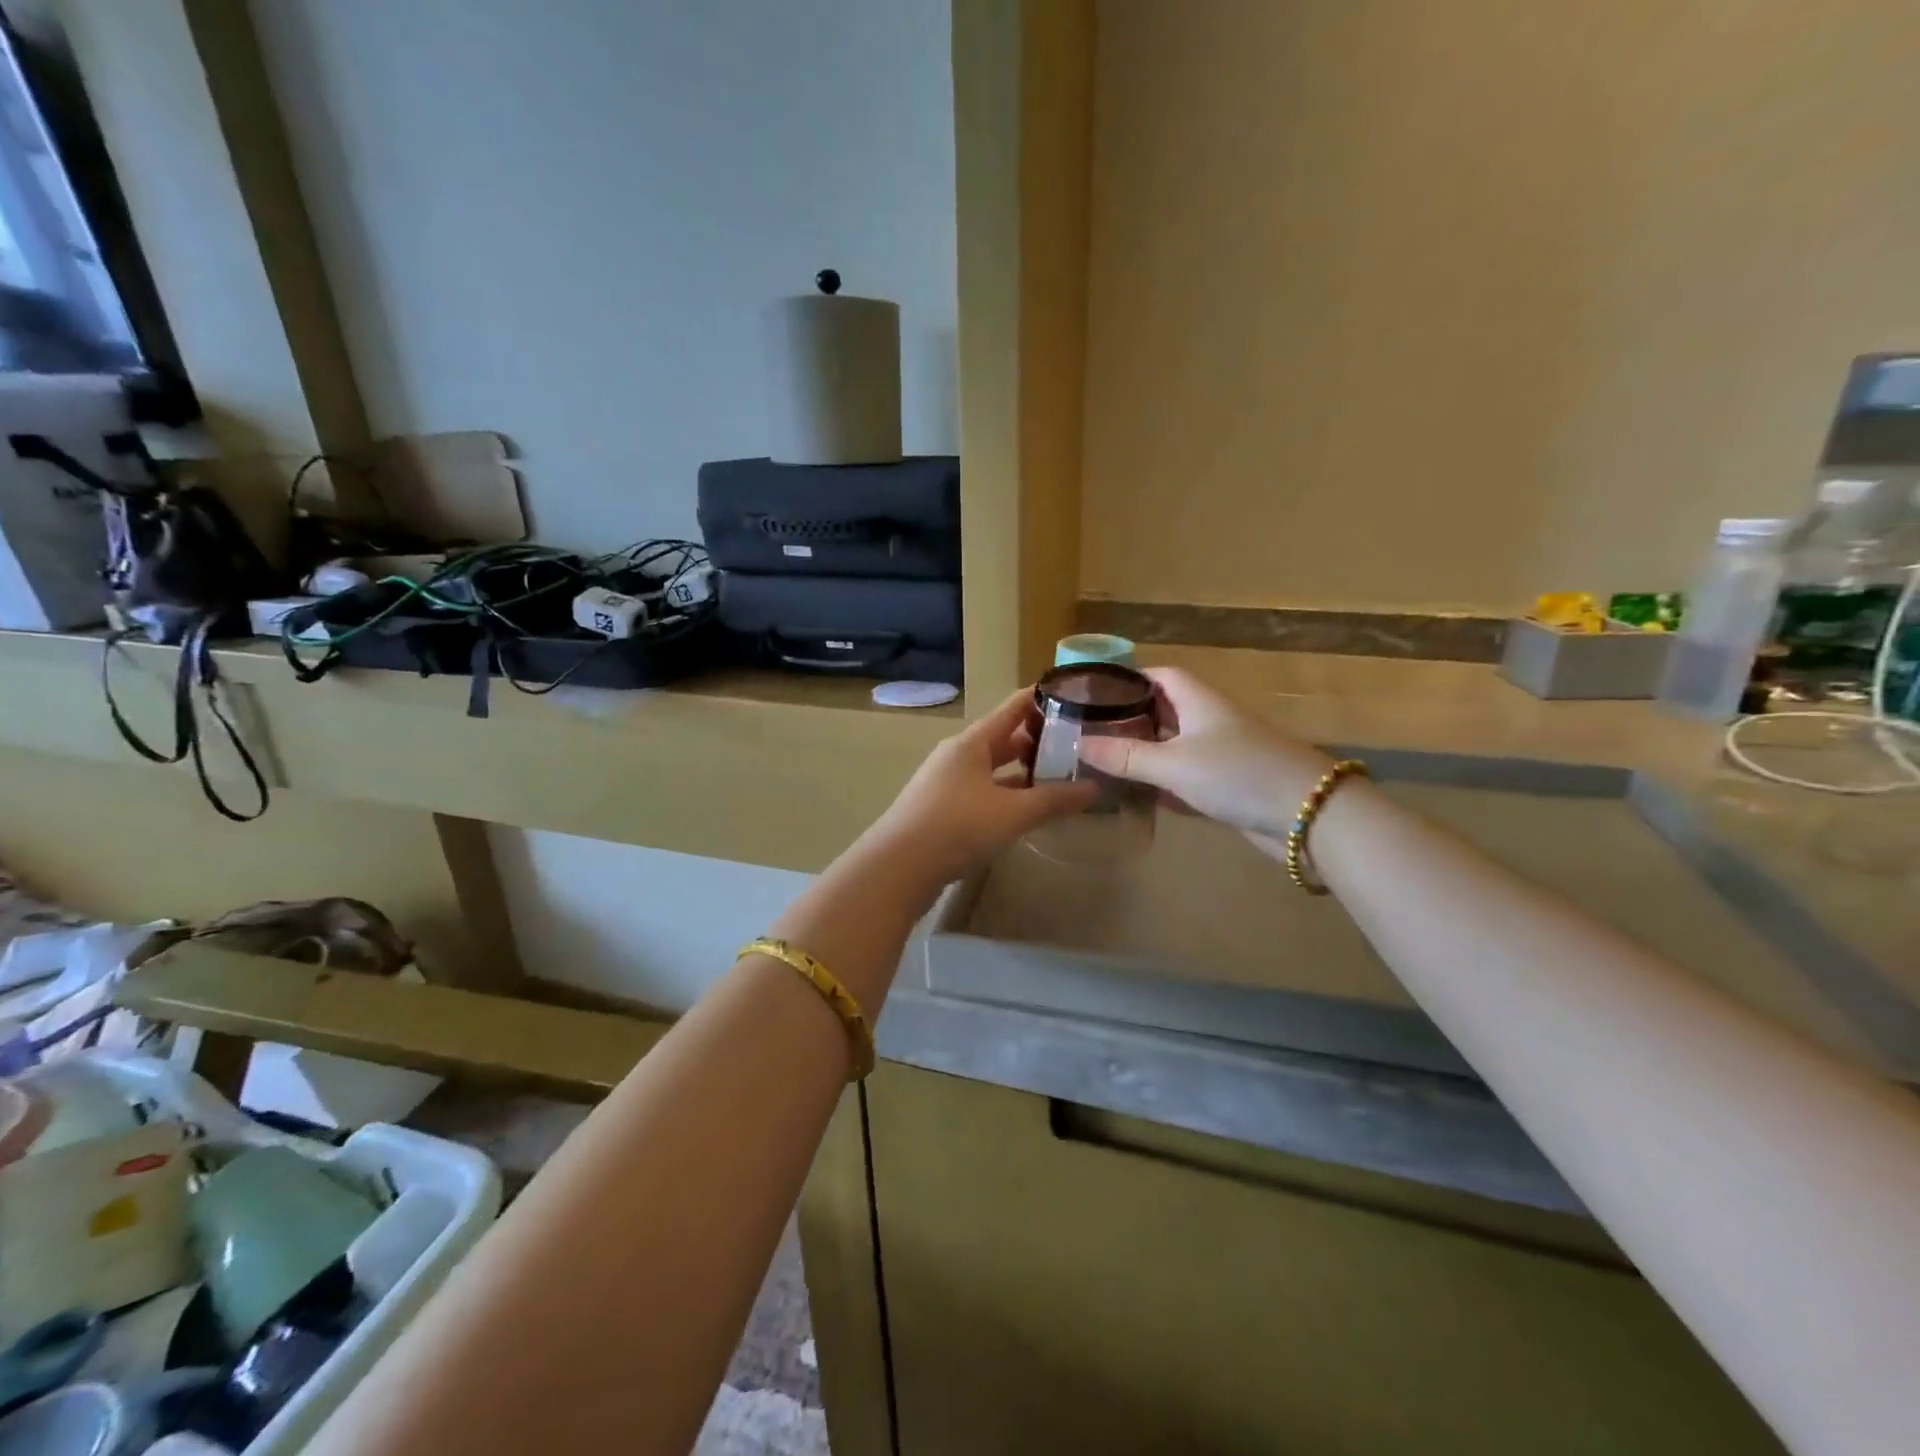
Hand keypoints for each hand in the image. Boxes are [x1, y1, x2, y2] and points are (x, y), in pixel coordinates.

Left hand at [862, 689, 1098, 889]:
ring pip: (993, 768)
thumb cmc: (957, 827)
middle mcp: (958, 755)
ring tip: (1059, 776)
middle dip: (1037, 739)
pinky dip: (1007, 794)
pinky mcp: (942, 809)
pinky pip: (983, 791)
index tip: (1075, 695)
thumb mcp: (1013, 813)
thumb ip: (1055, 799)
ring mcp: (947, 782)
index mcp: (972, 742)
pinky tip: (1026, 809)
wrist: (898, 868)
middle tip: (1076, 743)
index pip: (1013, 707)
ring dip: (1023, 771)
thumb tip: (1095, 788)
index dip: (1042, 698)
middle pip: (1003, 738)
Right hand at [1077, 667, 1331, 839]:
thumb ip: (1126, 756)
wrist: (1308, 815)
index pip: (1159, 675)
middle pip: (1164, 711)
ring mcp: (1221, 754)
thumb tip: (1078, 744)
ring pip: (1173, 747)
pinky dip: (1163, 783)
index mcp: (1198, 701)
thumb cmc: (1237, 773)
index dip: (1129, 679)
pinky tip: (1138, 796)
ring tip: (1103, 764)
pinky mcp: (1228, 785)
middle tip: (1090, 734)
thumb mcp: (1173, 763)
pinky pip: (1186, 777)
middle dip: (1130, 719)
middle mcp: (1209, 721)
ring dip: (1144, 754)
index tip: (1094, 693)